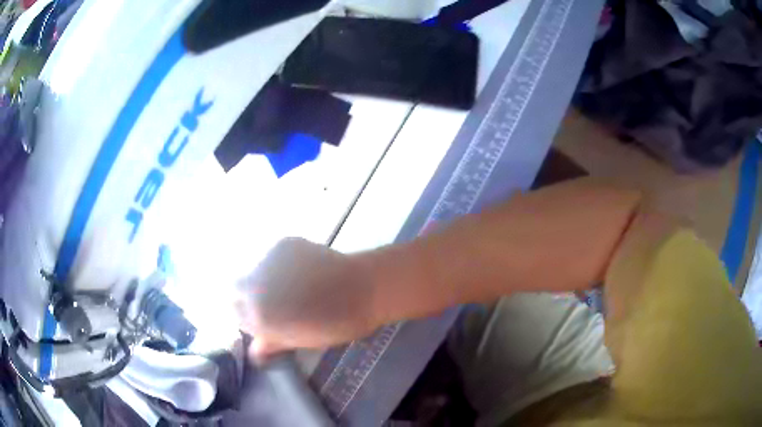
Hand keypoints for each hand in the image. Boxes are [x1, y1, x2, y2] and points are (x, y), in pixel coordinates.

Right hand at [236, 238, 377, 359]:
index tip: (261, 319)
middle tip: (273, 302)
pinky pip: (271, 257)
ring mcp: (268, 260)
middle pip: (237, 288)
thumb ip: (272, 344)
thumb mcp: (302, 340)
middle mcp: (254, 284)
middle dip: (248, 296)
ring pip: (254, 271)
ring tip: (291, 285)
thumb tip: (255, 352)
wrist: (363, 289)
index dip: (246, 317)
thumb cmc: (335, 323)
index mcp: (258, 314)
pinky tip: (301, 271)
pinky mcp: (283, 244)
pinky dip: (279, 265)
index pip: (234, 313)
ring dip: (264, 279)